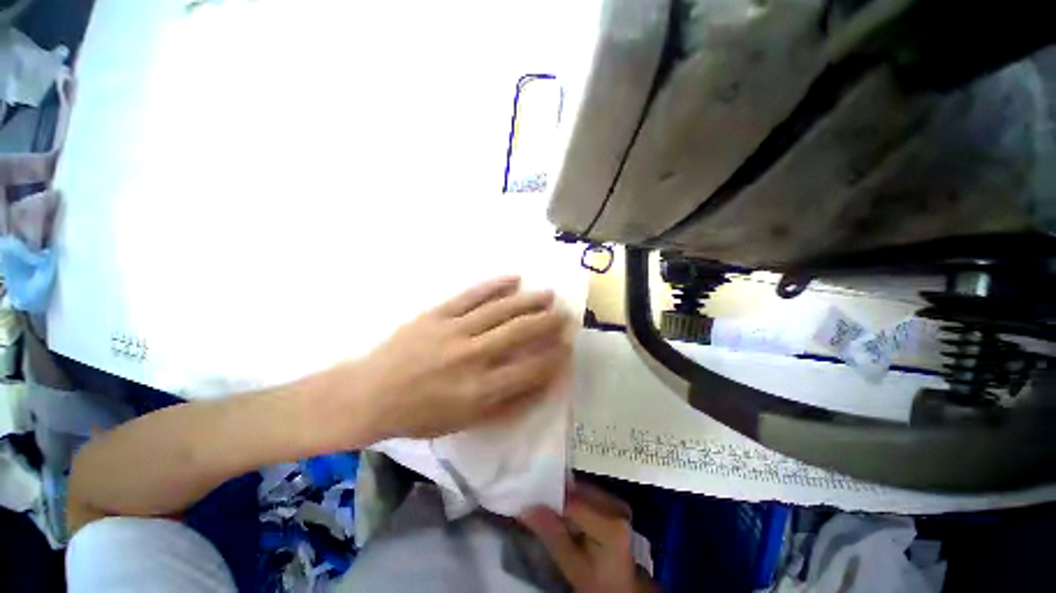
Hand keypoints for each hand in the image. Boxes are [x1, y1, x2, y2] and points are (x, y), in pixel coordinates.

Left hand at [349, 276, 572, 440]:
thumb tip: (542, 385)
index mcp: (479, 390)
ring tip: (548, 293)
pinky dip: (495, 285)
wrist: (370, 394)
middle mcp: (472, 357)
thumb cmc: (420, 415)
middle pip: (519, 333)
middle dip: (547, 322)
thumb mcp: (466, 423)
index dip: (553, 357)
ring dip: (528, 300)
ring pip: (500, 310)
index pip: (529, 369)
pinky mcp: (438, 314)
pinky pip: (471, 295)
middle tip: (564, 314)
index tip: (568, 346)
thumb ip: (507, 405)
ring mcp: (454, 330)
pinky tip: (514, 278)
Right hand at [520, 484, 657, 592]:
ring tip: (543, 502)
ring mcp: (615, 502)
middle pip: (576, 491)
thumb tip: (526, 508)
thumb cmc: (598, 582)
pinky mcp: (612, 501)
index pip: (572, 503)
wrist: (621, 587)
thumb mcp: (573, 567)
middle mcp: (615, 506)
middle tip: (532, 500)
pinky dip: (571, 496)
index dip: (548, 498)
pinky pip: (586, 491)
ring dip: (561, 494)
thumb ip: (552, 536)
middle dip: (554, 494)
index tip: (528, 500)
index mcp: (609, 525)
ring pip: (580, 488)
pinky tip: (560, 506)